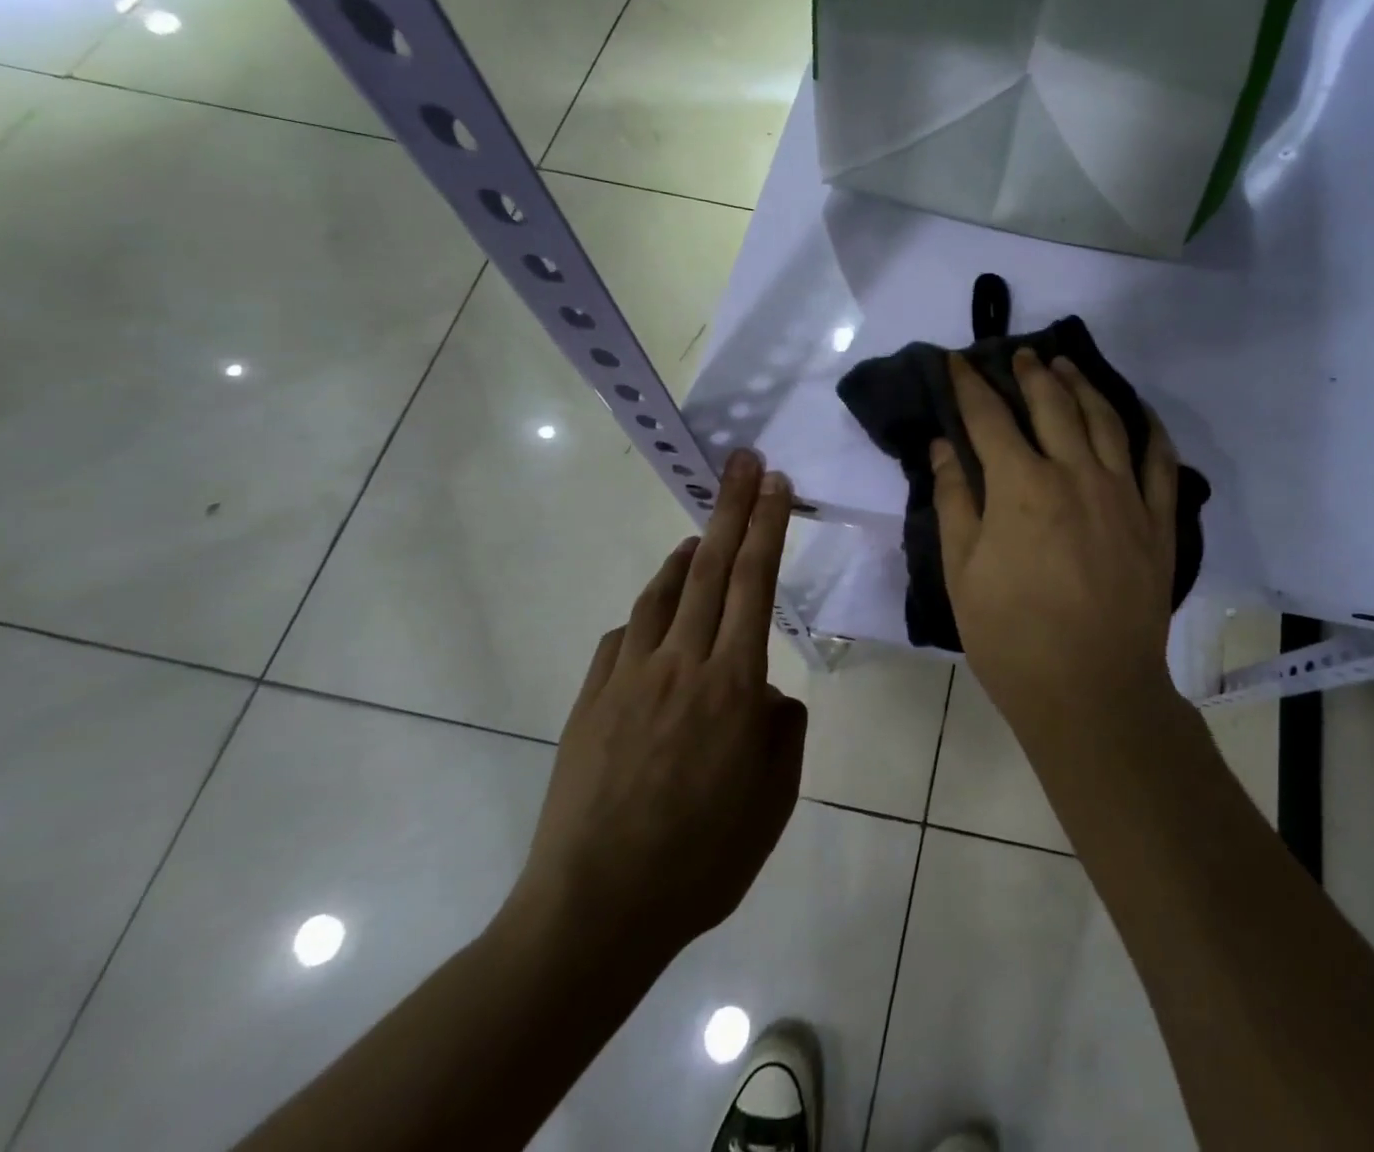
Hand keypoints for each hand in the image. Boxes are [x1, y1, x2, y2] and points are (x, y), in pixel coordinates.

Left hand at [501, 450, 805, 971]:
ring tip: (698, 536)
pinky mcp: (591, 702)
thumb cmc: (703, 859)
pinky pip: (623, 639)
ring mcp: (628, 679)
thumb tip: (768, 694)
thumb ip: (782, 732)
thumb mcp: (774, 800)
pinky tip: (654, 621)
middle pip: (710, 568)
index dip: (766, 526)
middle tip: (742, 462)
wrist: (595, 911)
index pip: (755, 584)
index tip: (774, 484)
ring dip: (684, 556)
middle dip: (731, 508)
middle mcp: (681, 665)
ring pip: (661, 595)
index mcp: (733, 685)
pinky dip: (646, 615)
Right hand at [931, 350, 1179, 731]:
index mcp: (1021, 487)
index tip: (957, 361)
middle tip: (1020, 355)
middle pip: (1052, 405)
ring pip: (1105, 420)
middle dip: (1031, 374)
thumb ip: (953, 501)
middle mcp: (1076, 474)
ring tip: (1067, 366)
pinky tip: (1137, 411)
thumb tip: (943, 447)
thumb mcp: (962, 572)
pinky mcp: (1158, 520)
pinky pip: (1159, 460)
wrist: (1092, 691)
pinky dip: (1149, 428)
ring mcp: (1124, 494)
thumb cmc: (1012, 638)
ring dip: (1083, 386)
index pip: (990, 419)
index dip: (970, 386)